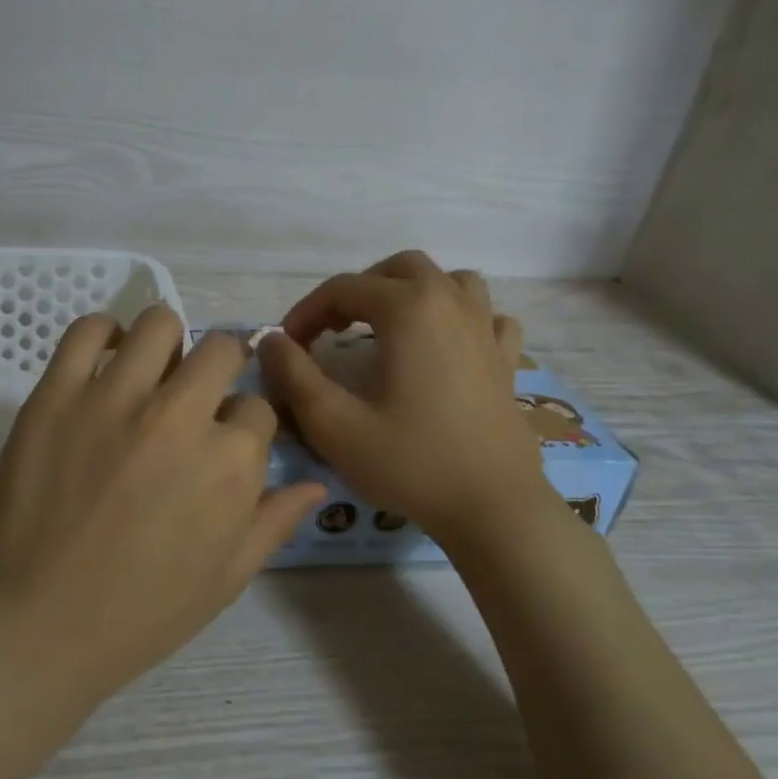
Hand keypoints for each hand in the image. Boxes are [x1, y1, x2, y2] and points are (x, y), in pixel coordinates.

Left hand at [0, 304, 325, 710]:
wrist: (35, 623)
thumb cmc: (140, 614)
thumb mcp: (226, 579)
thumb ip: (274, 521)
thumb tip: (316, 483)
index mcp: (231, 461)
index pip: (257, 408)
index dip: (244, 425)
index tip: (222, 443)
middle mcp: (180, 415)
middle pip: (221, 350)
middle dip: (220, 368)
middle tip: (194, 396)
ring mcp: (114, 397)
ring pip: (159, 323)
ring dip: (167, 344)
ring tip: (151, 373)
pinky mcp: (58, 393)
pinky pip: (87, 330)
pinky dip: (102, 335)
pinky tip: (104, 362)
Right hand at [256, 251, 548, 544]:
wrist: (493, 508)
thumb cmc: (410, 462)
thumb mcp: (333, 424)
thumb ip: (293, 375)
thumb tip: (270, 341)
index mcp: (408, 308)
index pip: (342, 289)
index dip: (305, 313)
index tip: (287, 347)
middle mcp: (450, 303)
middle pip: (397, 269)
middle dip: (357, 292)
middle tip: (332, 331)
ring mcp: (487, 328)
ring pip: (450, 280)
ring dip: (412, 293)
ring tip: (388, 327)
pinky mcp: (507, 359)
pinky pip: (487, 316)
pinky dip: (461, 318)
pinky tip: (447, 346)